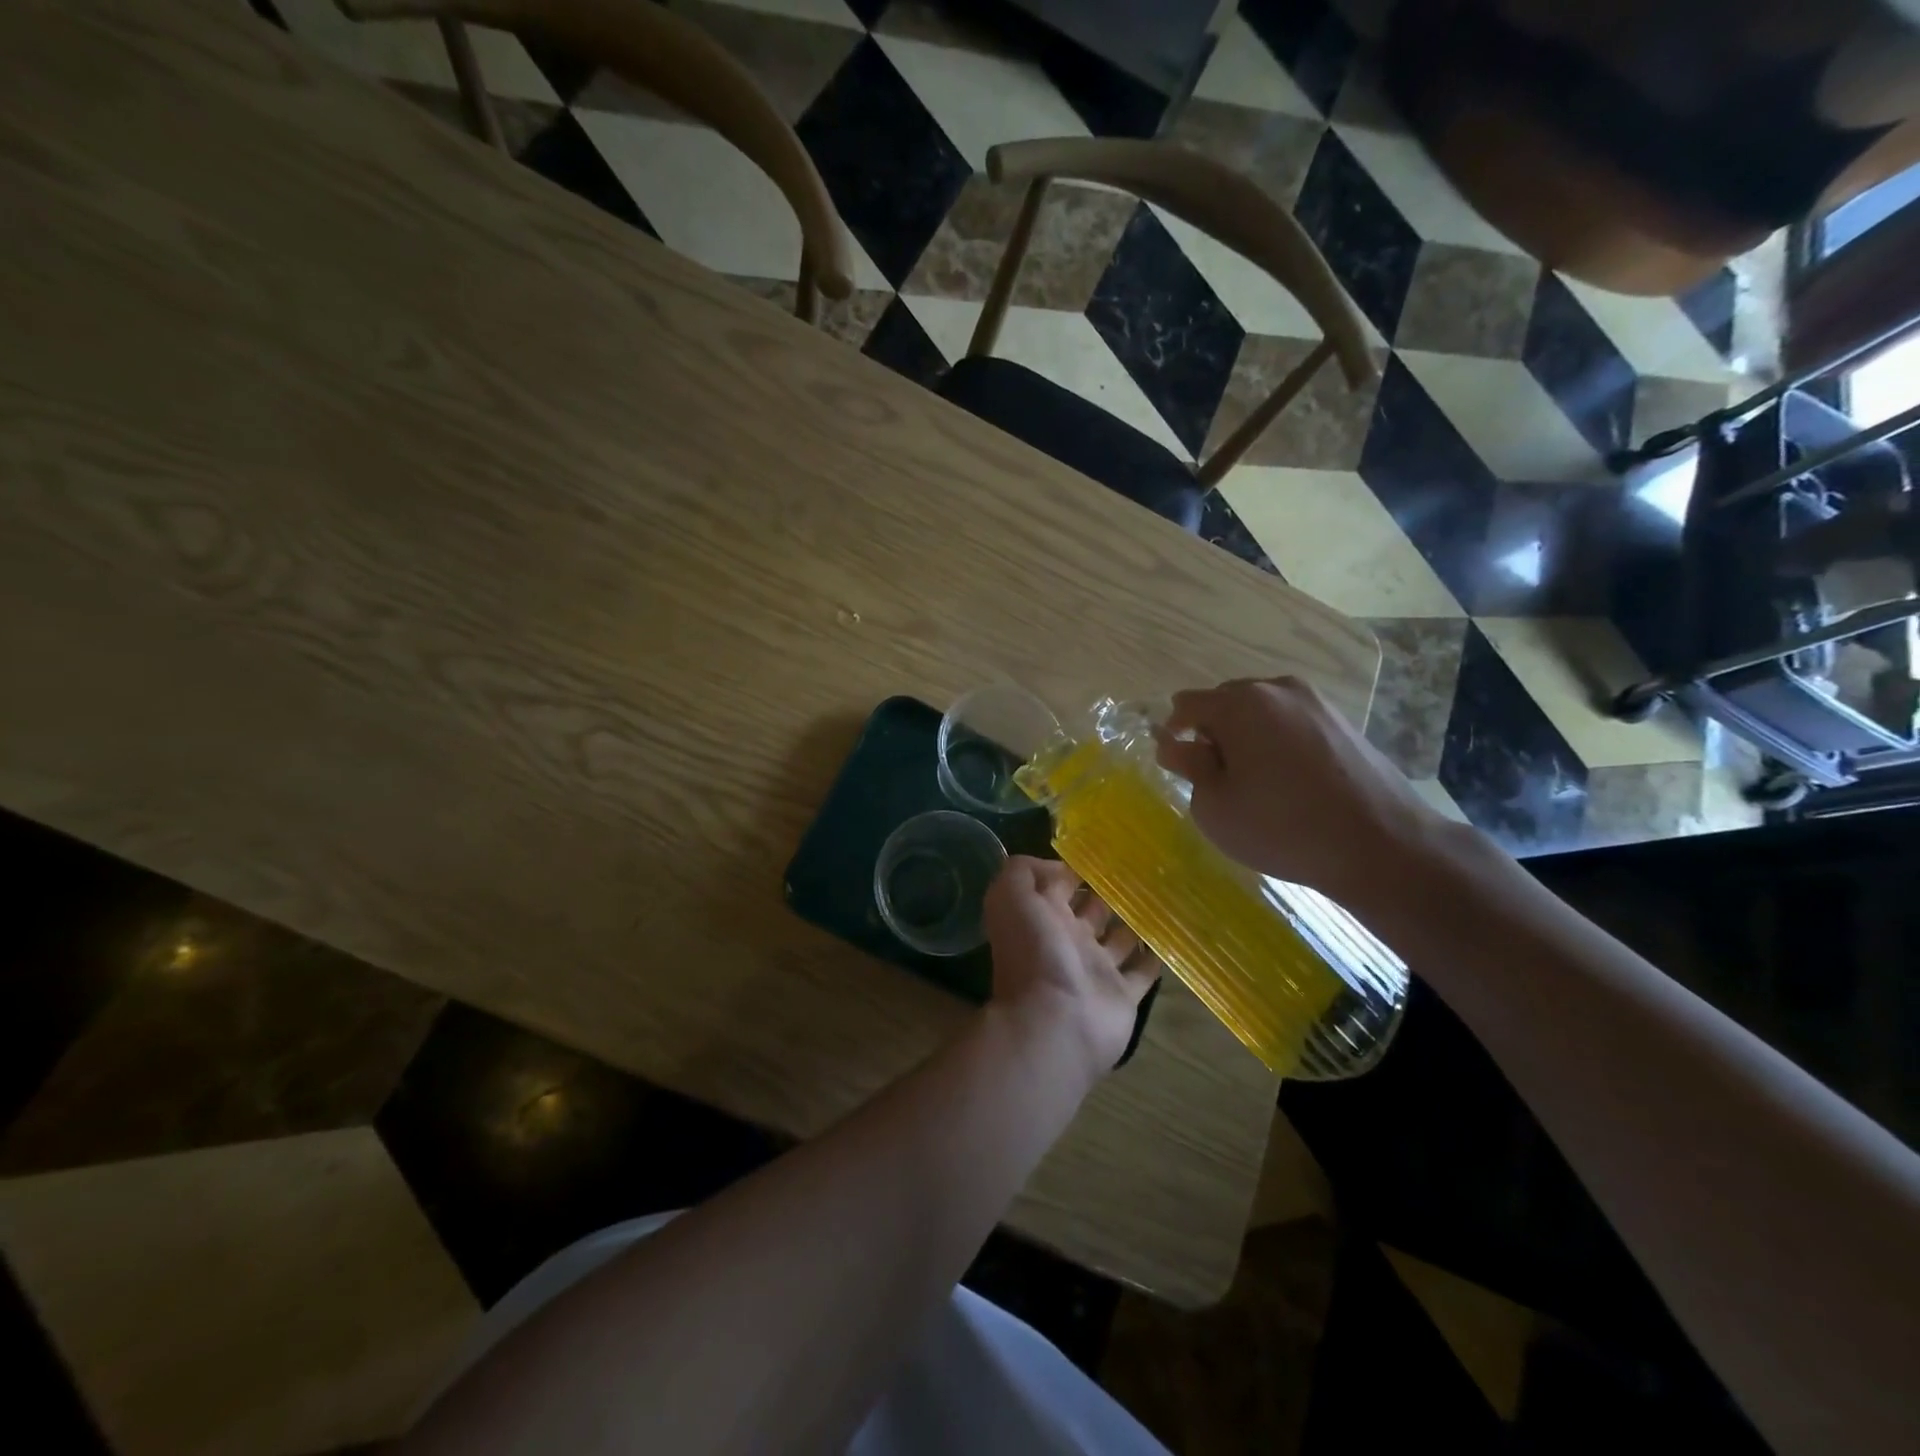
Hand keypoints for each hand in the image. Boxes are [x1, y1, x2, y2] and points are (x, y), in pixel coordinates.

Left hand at [983, 857, 1159, 1079]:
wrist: (1056, 1022)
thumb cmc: (1034, 954)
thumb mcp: (1010, 898)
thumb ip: (1023, 872)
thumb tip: (1057, 866)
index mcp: (1042, 917)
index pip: (1059, 884)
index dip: (1076, 867)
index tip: (1106, 847)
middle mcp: (1068, 940)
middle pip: (1092, 909)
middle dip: (1109, 891)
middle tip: (1140, 869)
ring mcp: (1096, 969)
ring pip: (1119, 938)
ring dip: (1134, 921)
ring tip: (1160, 895)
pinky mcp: (1122, 995)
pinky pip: (1142, 972)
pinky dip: (1154, 956)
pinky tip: (1171, 934)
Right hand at [1153, 676, 1451, 900]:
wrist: (1383, 846)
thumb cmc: (1283, 828)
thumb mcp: (1215, 806)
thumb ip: (1189, 766)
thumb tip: (1174, 744)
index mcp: (1240, 704)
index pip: (1186, 705)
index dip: (1174, 734)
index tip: (1183, 770)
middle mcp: (1278, 689)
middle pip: (1225, 701)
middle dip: (1212, 733)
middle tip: (1219, 781)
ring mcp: (1316, 703)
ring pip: (1260, 711)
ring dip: (1247, 737)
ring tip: (1258, 783)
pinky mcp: (1343, 722)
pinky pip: (1291, 723)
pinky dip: (1278, 743)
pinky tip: (1291, 783)